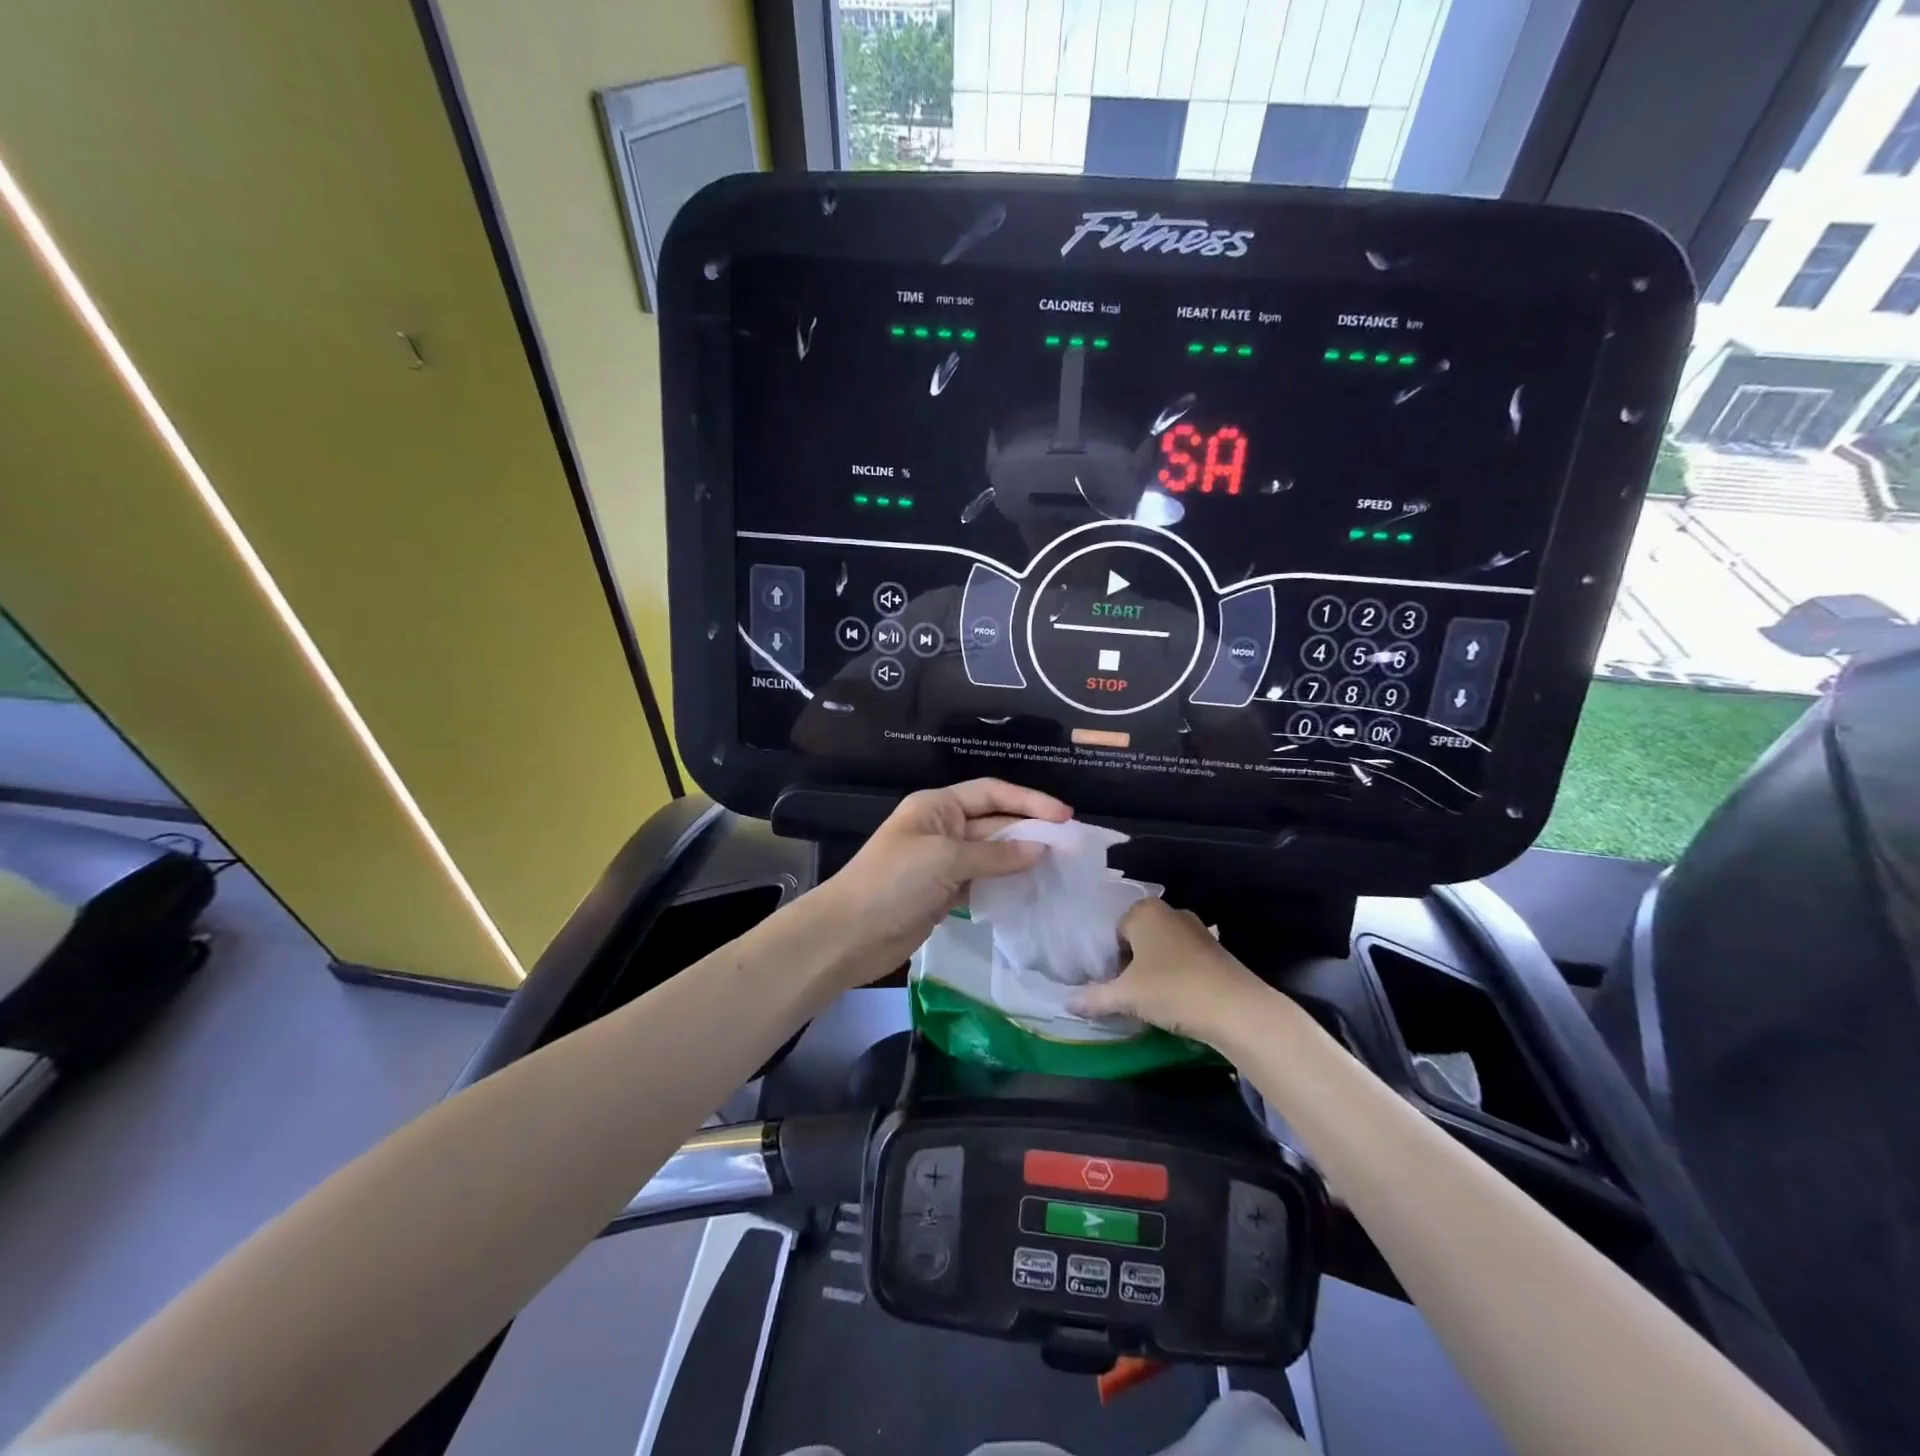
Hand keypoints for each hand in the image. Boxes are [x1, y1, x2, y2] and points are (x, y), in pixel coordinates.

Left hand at [820, 778, 1071, 985]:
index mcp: (937, 806)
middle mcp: (943, 828)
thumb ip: (995, 854)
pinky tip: (1032, 889)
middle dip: (1030, 830)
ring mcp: (943, 862)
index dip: (1028, 800)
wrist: (850, 934)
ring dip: (1022, 858)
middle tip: (1070, 845)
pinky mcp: (945, 892)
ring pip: (992, 853)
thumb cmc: (893, 882)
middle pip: (995, 821)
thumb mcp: (945, 859)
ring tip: (1059, 867)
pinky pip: (983, 880)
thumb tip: (1041, 849)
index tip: (1064, 816)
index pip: (991, 792)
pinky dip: (1006, 883)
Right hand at [1069, 899, 1263, 1044]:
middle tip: (1119, 991)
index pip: (1111, 929)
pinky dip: (1172, 976)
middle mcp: (1170, 912)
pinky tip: (1171, 1001)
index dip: (1104, 957)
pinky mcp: (1215, 952)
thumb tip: (1067, 1002)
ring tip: (1143, 999)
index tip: (1102, 982)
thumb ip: (1094, 997)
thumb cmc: (1173, 989)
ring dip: (1150, 971)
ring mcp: (1196, 930)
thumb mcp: (1126, 996)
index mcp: (1144, 911)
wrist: (1238, 1010)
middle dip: (1126, 962)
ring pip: (1160, 949)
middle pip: (1136, 937)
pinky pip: (1181, 960)